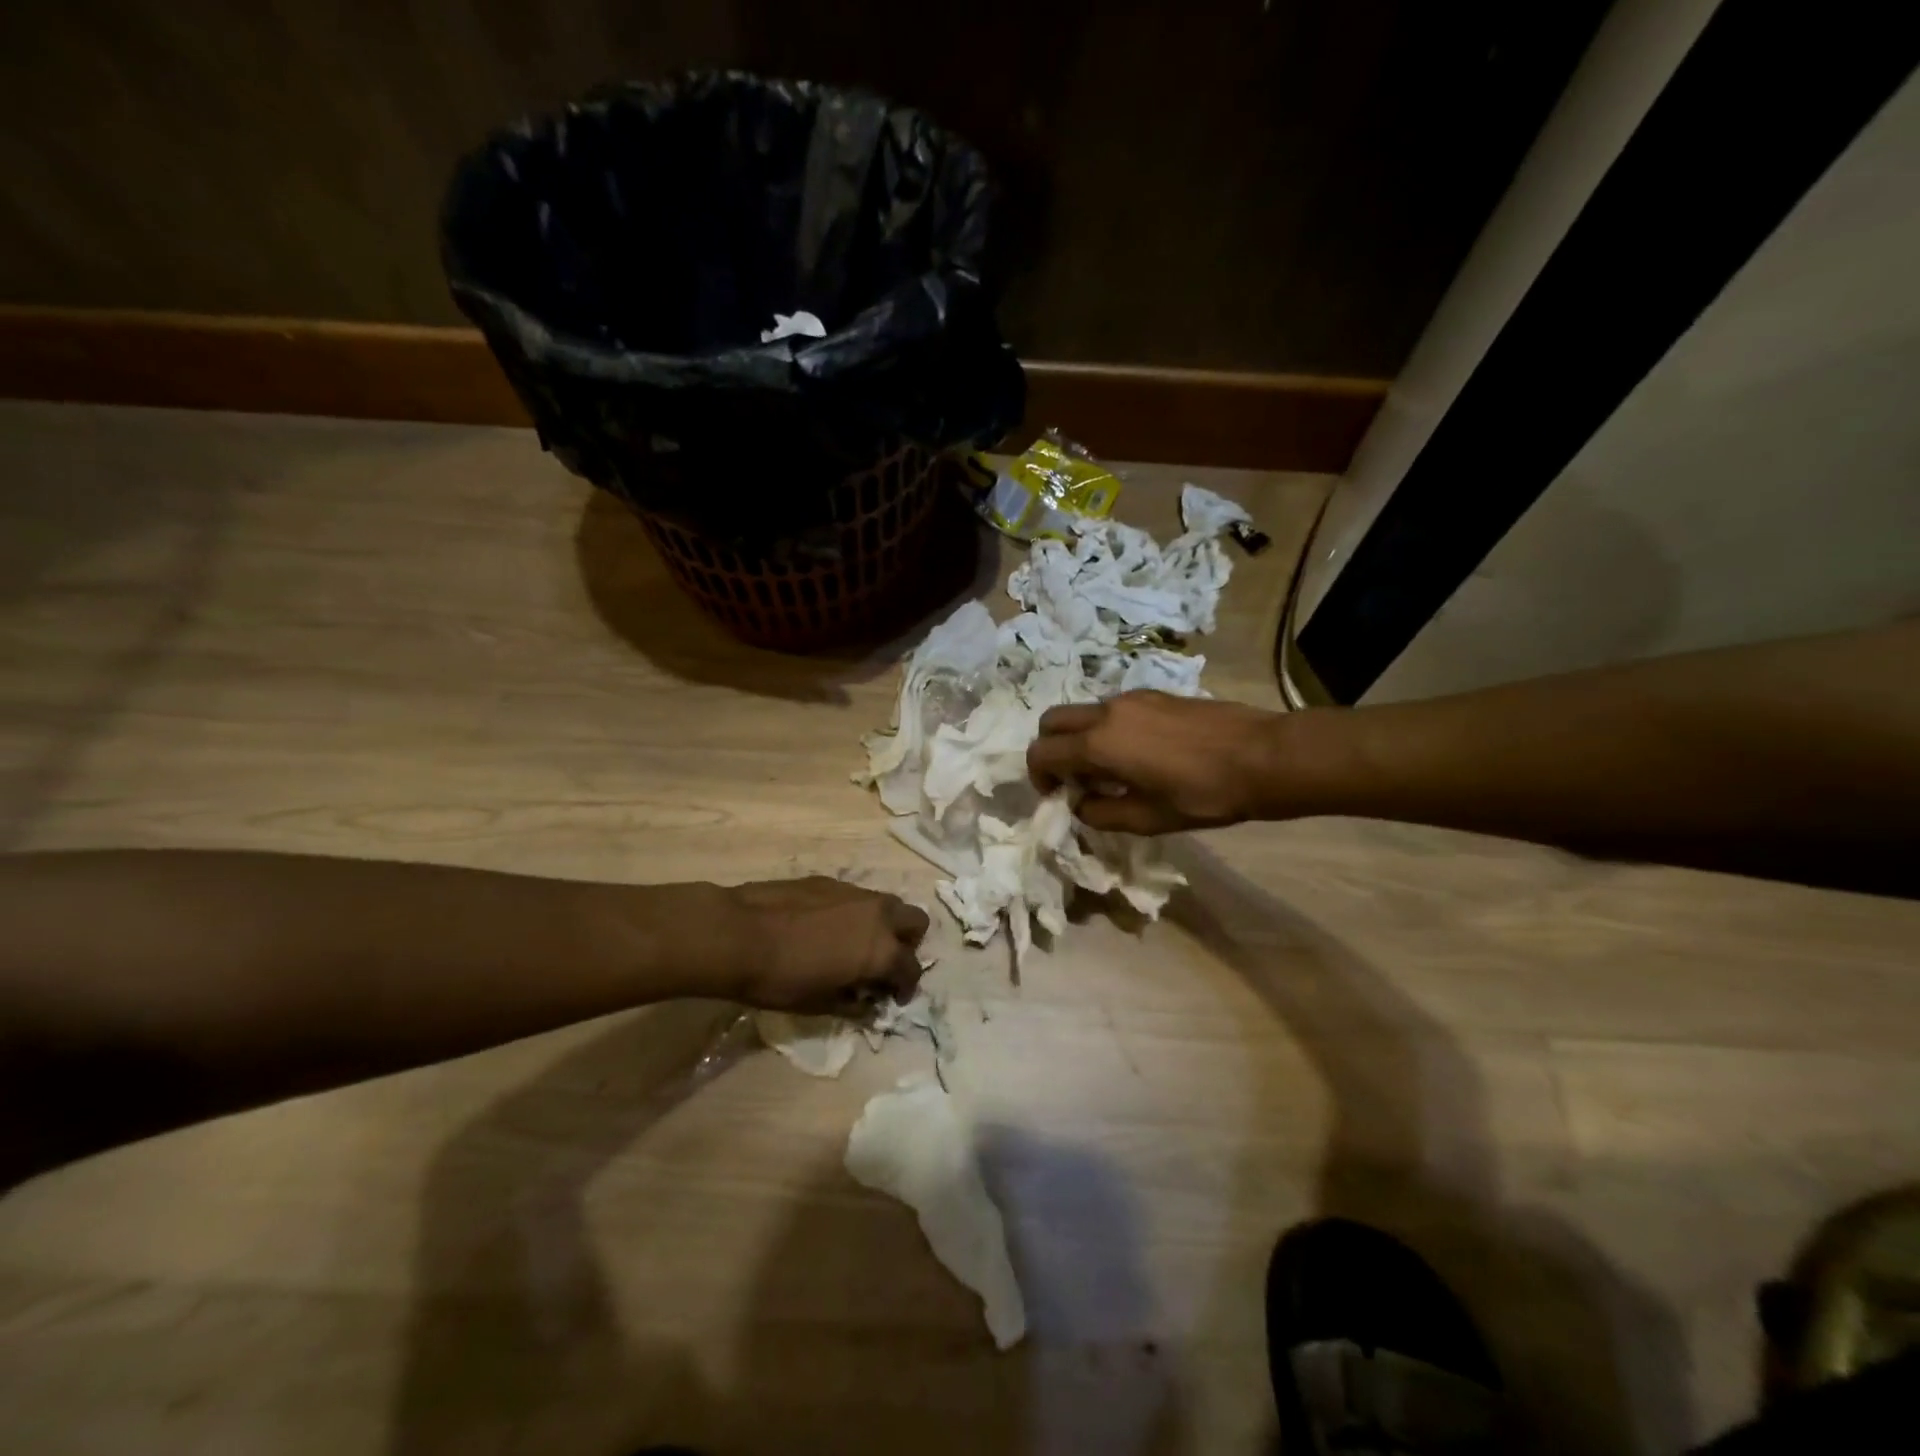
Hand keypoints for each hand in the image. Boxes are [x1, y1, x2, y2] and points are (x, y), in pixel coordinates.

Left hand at [726, 878, 930, 1013]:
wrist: (738, 934)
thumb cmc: (780, 979)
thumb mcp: (819, 1004)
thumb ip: (852, 1003)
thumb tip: (867, 1003)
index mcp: (881, 950)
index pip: (911, 968)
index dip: (906, 987)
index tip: (892, 999)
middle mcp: (878, 915)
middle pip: (915, 921)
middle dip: (907, 944)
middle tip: (882, 964)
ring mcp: (855, 892)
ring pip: (887, 904)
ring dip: (883, 925)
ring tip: (855, 945)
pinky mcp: (830, 881)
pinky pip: (856, 897)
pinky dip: (855, 913)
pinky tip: (826, 928)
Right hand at [1027, 691, 1287, 834]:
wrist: (1263, 756)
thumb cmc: (1204, 794)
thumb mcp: (1148, 820)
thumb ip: (1101, 814)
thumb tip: (1080, 804)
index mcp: (1099, 743)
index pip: (1042, 752)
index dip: (1039, 777)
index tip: (1057, 796)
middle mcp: (1107, 712)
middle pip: (1053, 720)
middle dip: (1051, 749)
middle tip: (1074, 779)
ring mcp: (1132, 698)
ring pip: (1083, 712)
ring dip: (1080, 739)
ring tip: (1111, 771)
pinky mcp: (1156, 695)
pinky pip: (1113, 710)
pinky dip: (1107, 730)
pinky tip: (1140, 754)